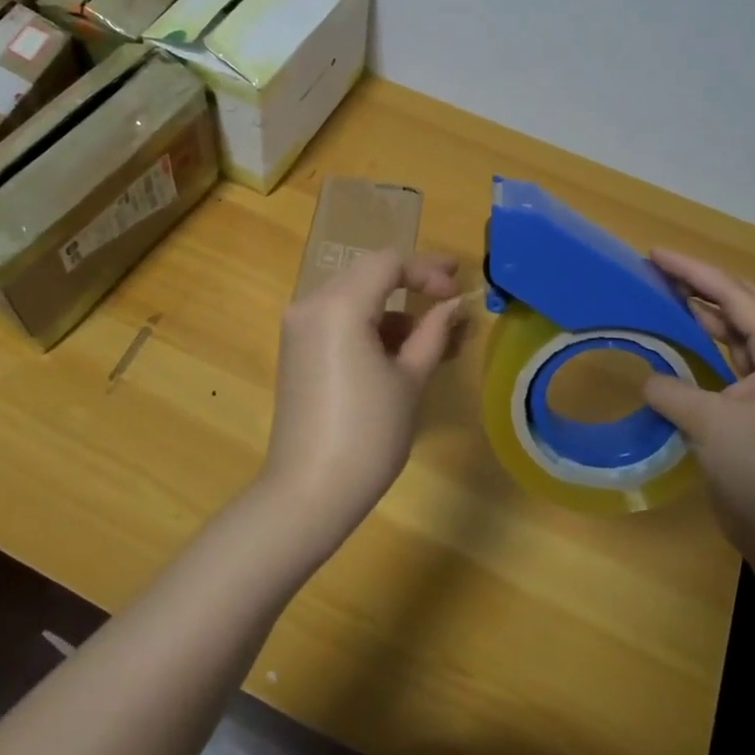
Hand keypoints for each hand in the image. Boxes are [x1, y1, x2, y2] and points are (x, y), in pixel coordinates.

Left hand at [258, 250, 462, 559]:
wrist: (308, 491)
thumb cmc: (368, 434)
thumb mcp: (410, 380)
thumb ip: (433, 332)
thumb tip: (454, 306)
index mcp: (339, 305)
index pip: (389, 264)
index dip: (428, 272)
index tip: (458, 293)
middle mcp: (311, 304)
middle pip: (368, 273)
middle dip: (411, 282)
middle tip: (450, 295)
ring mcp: (299, 326)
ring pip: (353, 296)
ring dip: (392, 308)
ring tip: (433, 337)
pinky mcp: (296, 349)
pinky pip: (337, 319)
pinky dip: (369, 325)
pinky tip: (399, 352)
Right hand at [640, 248, 754, 565]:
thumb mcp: (710, 424)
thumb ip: (672, 390)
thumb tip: (648, 380)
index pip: (735, 297)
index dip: (693, 271)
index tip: (654, 254)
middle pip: (740, 309)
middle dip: (699, 285)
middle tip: (656, 270)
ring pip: (732, 337)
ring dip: (699, 316)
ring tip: (660, 297)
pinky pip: (724, 367)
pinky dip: (699, 352)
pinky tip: (673, 347)